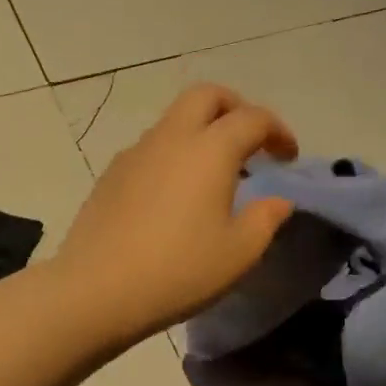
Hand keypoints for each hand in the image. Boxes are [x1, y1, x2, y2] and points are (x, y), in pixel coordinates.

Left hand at [58, 84, 297, 343]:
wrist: (96, 289)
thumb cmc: (179, 270)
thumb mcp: (239, 253)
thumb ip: (265, 219)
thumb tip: (277, 200)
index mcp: (209, 149)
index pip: (252, 118)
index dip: (278, 131)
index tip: (288, 158)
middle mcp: (170, 138)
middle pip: (206, 96)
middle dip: (235, 108)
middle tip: (251, 142)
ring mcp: (135, 153)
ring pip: (174, 120)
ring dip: (201, 132)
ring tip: (215, 174)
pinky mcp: (110, 175)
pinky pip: (151, 148)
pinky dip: (173, 154)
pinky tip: (175, 195)